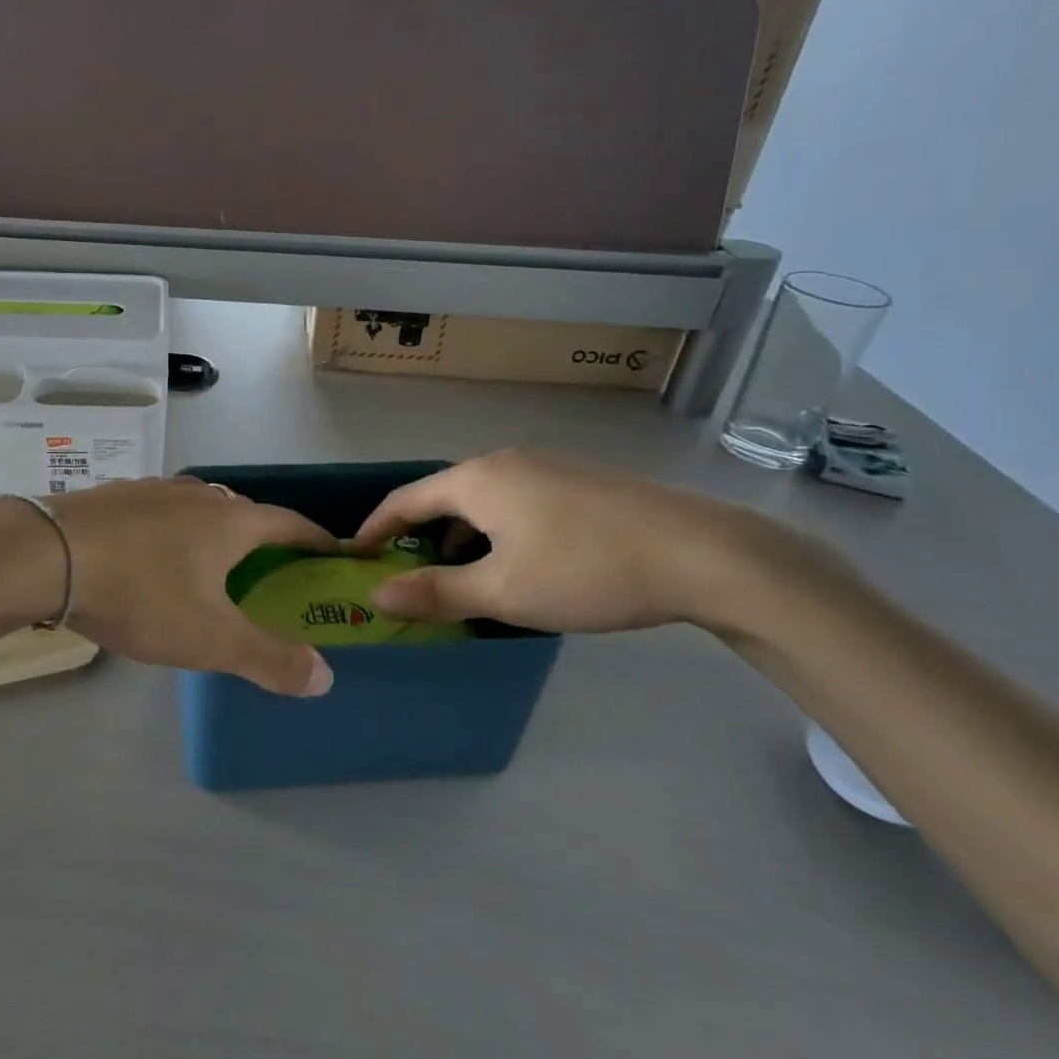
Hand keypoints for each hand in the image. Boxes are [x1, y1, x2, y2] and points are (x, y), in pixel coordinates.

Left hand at [48, 479, 337, 696]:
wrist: (49, 553)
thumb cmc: (142, 592)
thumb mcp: (211, 638)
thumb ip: (270, 658)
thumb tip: (324, 675)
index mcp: (229, 520)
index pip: (289, 523)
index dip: (315, 539)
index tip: (332, 553)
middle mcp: (196, 495)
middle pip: (243, 511)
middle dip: (263, 538)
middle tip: (270, 570)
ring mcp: (152, 490)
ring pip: (198, 508)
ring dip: (214, 532)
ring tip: (212, 563)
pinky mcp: (115, 496)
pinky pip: (159, 512)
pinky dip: (172, 532)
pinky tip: (153, 555)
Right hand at [352, 450, 820, 635]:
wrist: (703, 553)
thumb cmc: (586, 570)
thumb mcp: (503, 592)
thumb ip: (436, 592)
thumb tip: (376, 595)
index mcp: (476, 479)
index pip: (405, 499)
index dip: (376, 528)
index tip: (356, 555)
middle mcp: (503, 462)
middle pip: (443, 496)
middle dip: (419, 534)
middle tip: (406, 572)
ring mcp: (545, 468)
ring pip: (482, 500)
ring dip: (460, 535)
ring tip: (459, 575)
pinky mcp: (577, 482)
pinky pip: (515, 502)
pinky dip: (495, 530)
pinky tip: (517, 563)